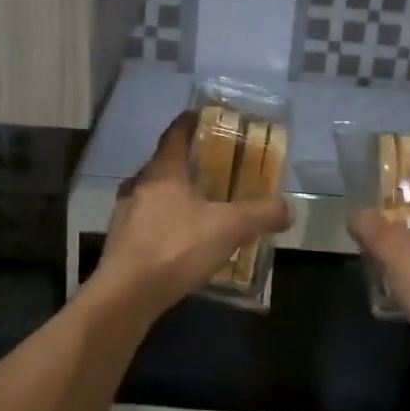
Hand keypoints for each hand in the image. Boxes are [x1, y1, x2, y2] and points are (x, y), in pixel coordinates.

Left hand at [89, 112, 291, 321]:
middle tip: (212, 165)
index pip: (175, 134)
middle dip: (187, 162)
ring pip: (154, 193)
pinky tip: (182, 239)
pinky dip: (166, 221)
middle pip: (164, 164)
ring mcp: (125, 213)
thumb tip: (287, 208)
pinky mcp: (121, 241)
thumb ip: (261, 214)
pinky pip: (148, 220)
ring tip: (200, 204)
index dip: (189, 121)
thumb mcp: (228, 229)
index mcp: (162, 171)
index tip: (203, 115)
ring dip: (175, 194)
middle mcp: (139, 185)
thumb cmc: (176, 248)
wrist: (126, 295)